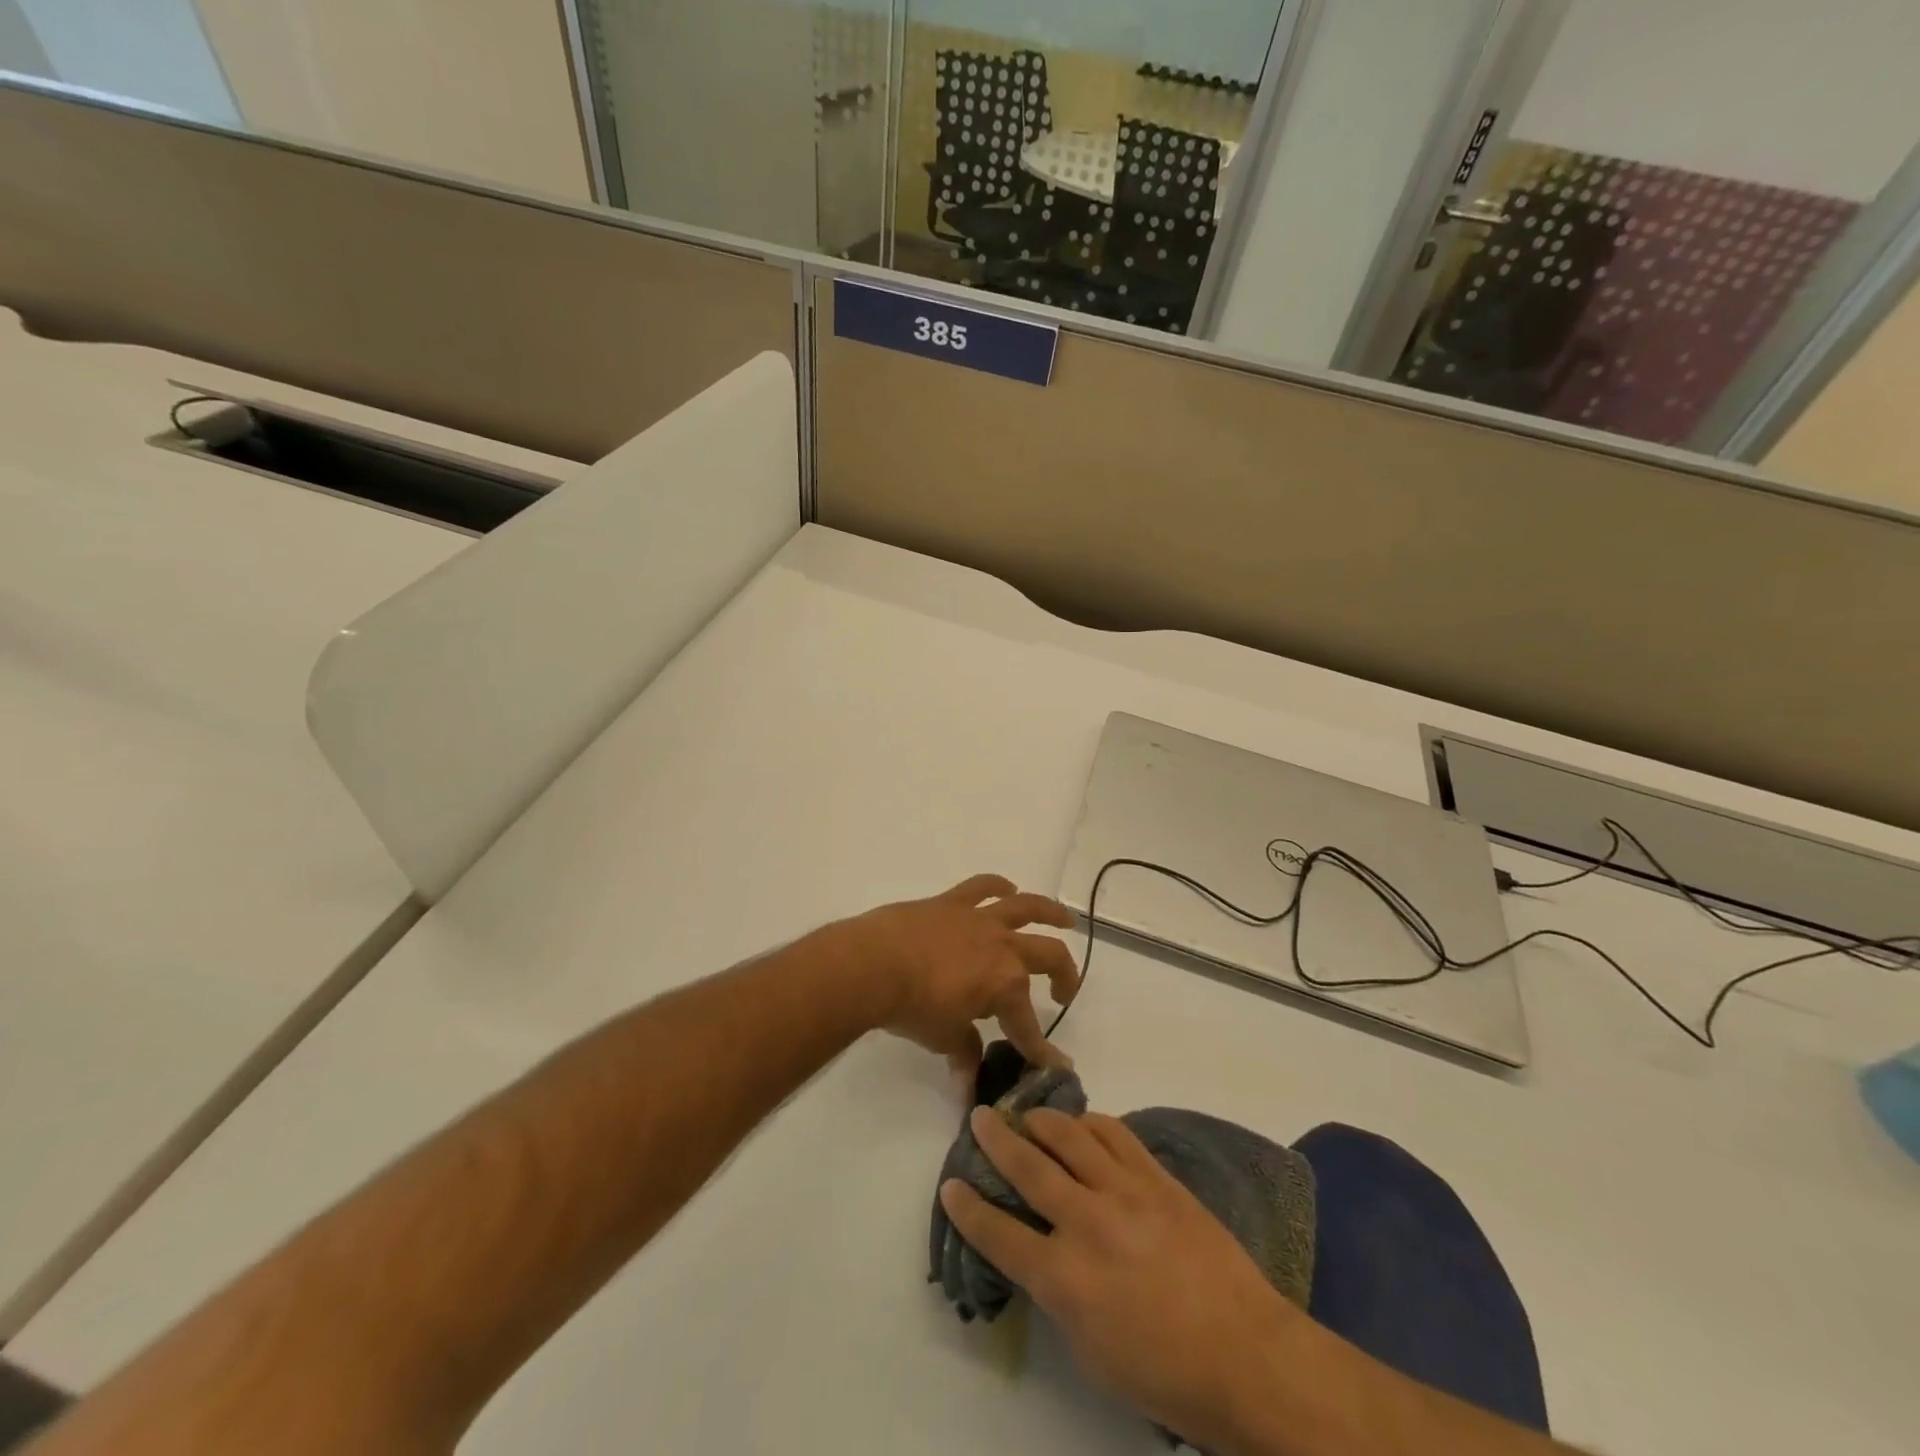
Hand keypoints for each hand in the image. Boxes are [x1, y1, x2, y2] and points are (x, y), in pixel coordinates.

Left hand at [847, 875, 1078, 1076]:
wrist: (874, 964)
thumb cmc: (912, 1007)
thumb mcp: (943, 1038)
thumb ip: (964, 1052)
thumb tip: (968, 1080)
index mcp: (1006, 985)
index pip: (1028, 1025)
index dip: (1040, 1049)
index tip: (1053, 1065)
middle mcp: (1003, 947)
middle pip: (1048, 957)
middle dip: (1064, 976)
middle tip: (1064, 991)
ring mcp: (980, 919)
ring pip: (1027, 908)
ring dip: (1051, 913)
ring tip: (1065, 919)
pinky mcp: (953, 902)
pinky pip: (982, 886)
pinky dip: (998, 885)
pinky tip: (1007, 888)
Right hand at [939, 1105, 1298, 1451]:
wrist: (1246, 1355)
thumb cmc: (1165, 1373)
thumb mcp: (1092, 1352)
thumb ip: (1059, 1295)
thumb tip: (1044, 1255)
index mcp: (1065, 1278)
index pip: (999, 1234)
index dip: (968, 1208)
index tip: (950, 1184)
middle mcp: (1087, 1222)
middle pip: (1028, 1167)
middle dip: (996, 1139)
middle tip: (979, 1116)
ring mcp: (1124, 1192)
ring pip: (1070, 1136)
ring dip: (1041, 1119)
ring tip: (1027, 1112)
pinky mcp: (1157, 1177)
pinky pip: (1116, 1134)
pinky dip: (1092, 1123)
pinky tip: (1083, 1123)